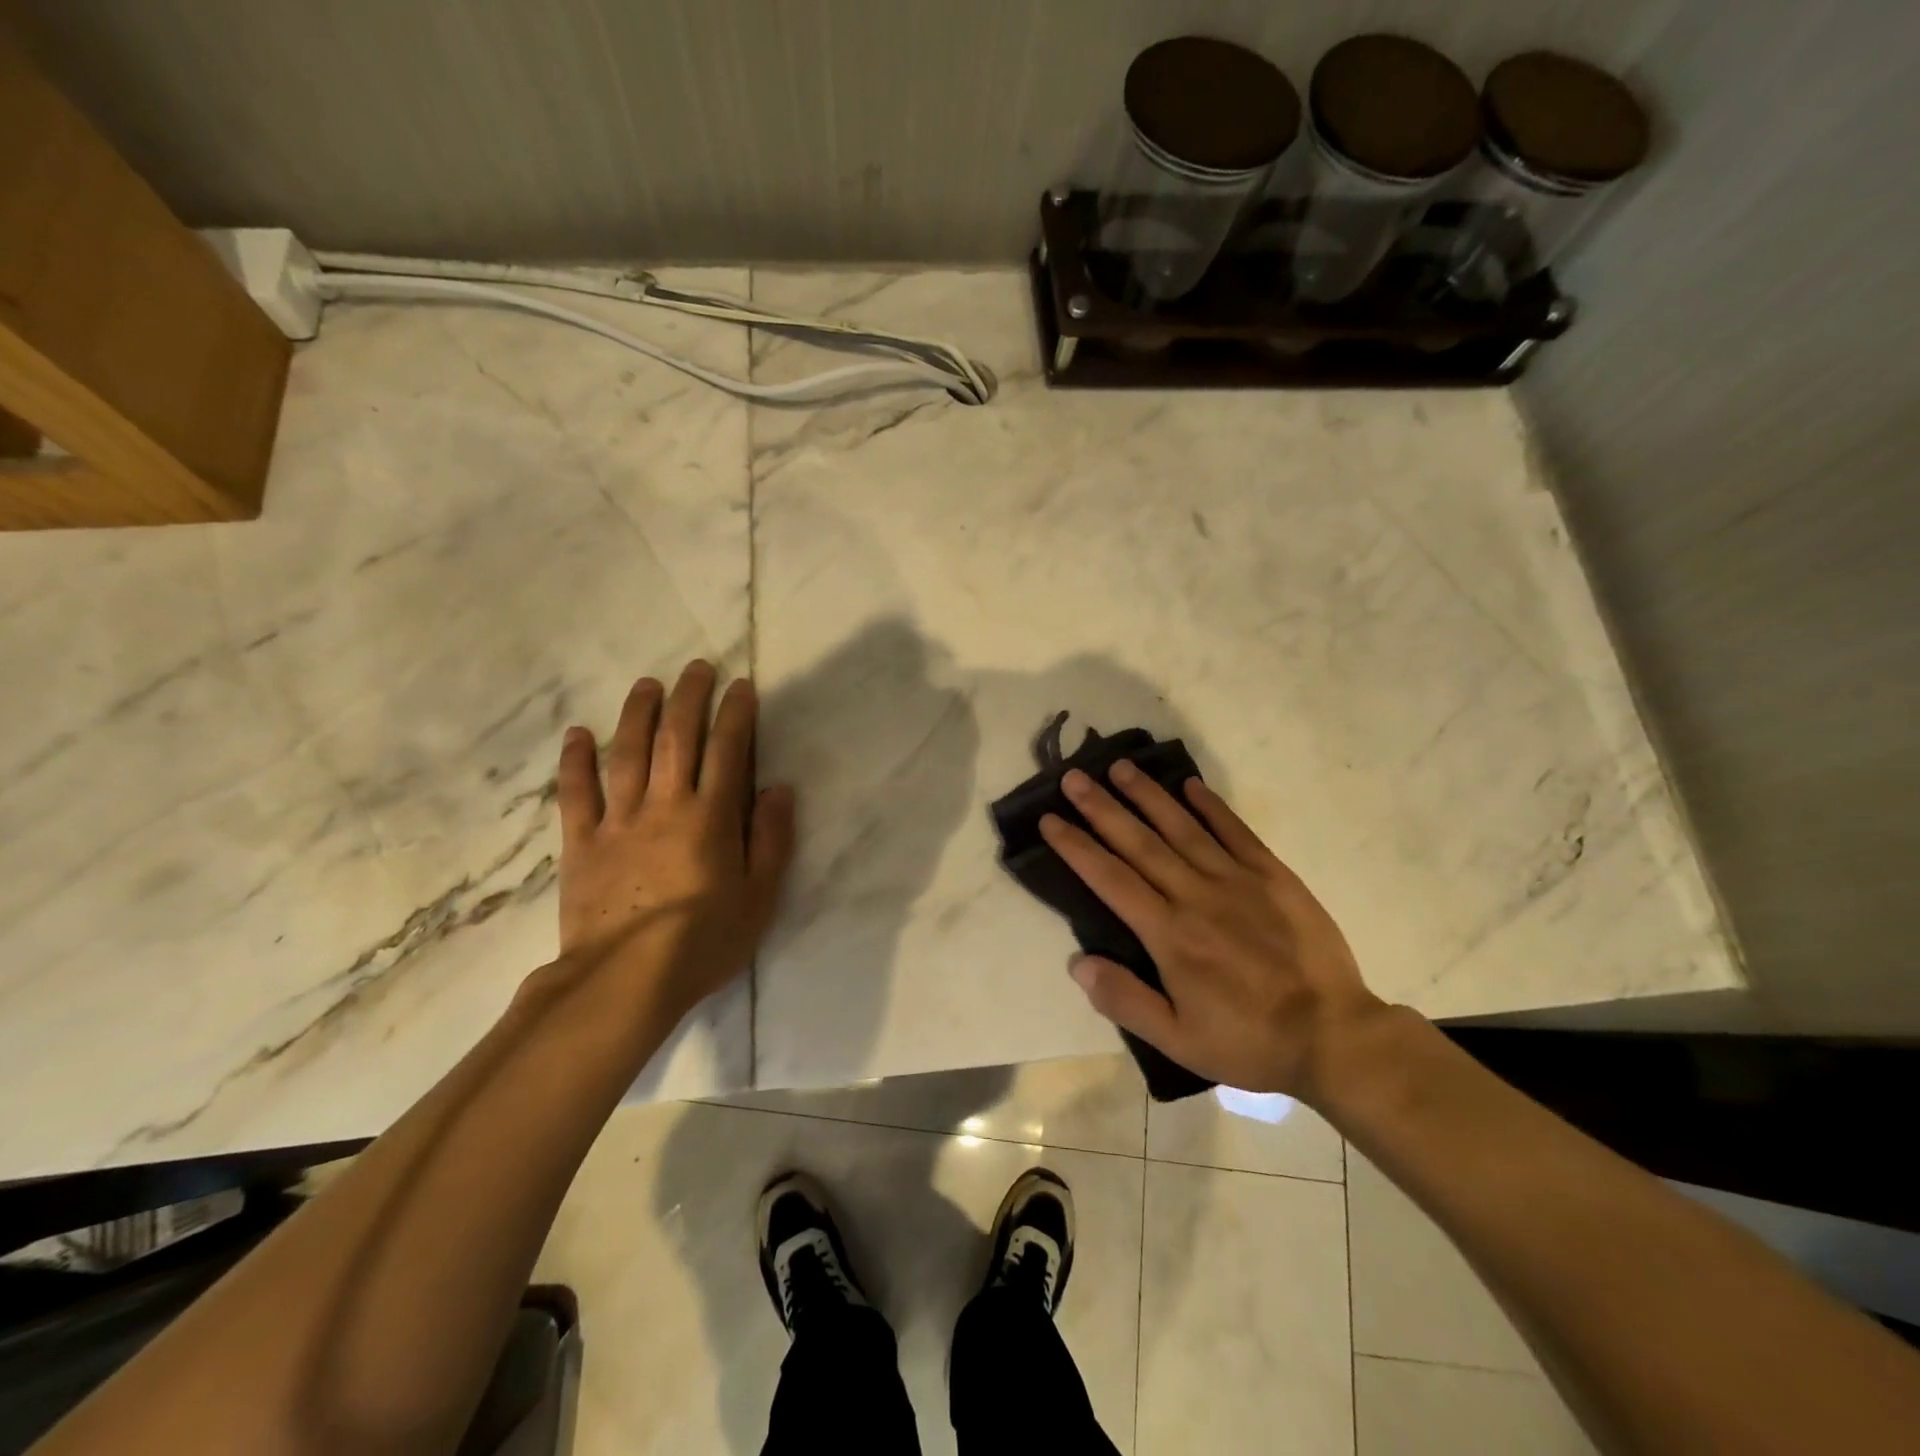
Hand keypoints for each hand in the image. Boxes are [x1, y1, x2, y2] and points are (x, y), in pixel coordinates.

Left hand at [555, 661, 794, 1022]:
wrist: (626, 980)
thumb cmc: (704, 941)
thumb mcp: (760, 897)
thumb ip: (772, 839)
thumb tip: (779, 789)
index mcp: (711, 817)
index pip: (728, 751)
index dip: (736, 715)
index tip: (741, 686)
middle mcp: (665, 806)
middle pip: (676, 739)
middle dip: (689, 698)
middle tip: (697, 668)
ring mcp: (618, 821)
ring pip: (626, 753)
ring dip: (637, 713)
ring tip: (647, 684)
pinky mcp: (581, 843)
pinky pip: (576, 793)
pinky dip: (576, 760)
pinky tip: (578, 734)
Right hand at [1040, 763, 1385, 1099]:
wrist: (1333, 1035)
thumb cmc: (1249, 1040)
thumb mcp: (1178, 1039)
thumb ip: (1125, 999)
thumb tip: (1076, 962)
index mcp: (1169, 934)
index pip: (1110, 879)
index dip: (1076, 847)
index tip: (1050, 820)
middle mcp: (1196, 895)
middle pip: (1139, 843)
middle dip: (1102, 808)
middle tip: (1074, 777)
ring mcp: (1237, 880)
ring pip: (1182, 828)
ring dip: (1148, 795)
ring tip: (1120, 767)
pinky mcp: (1273, 876)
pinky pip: (1236, 832)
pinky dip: (1211, 806)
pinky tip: (1190, 785)